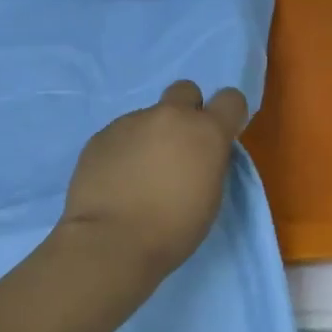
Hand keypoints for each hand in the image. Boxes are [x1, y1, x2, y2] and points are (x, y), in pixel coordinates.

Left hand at [59, 80, 248, 277]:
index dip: (227, 116)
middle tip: (178, 148)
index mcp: (205, 131)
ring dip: (150, 137)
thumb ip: (208, 162)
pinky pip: (120, 135)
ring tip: (138, 176)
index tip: (220, 138)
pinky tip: (116, 180)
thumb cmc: (173, 229)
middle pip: (185, 90)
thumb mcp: (210, 197)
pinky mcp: (100, 136)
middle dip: (186, 112)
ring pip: (148, 117)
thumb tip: (198, 153)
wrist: (112, 240)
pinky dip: (123, 151)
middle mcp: (168, 116)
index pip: (231, 99)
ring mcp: (130, 122)